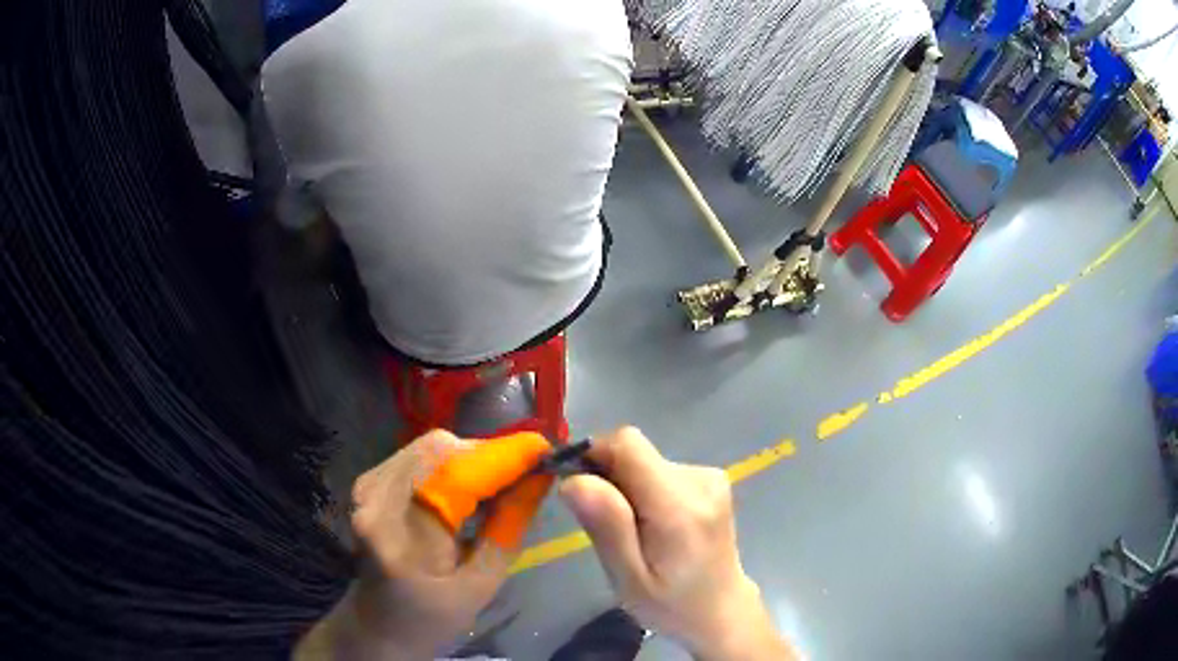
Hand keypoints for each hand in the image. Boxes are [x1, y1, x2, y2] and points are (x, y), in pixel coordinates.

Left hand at [296, 430, 552, 659]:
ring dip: (469, 457)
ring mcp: (367, 488)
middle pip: (440, 450)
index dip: (505, 456)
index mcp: (405, 538)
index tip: (546, 450)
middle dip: (488, 455)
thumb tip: (539, 478)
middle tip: (523, 473)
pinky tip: (465, 487)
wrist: (377, 624)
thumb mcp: (482, 585)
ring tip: (498, 482)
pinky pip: (415, 455)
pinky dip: (449, 463)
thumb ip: (509, 529)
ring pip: (429, 446)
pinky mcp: (367, 483)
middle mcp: (377, 501)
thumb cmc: (432, 617)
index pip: (459, 476)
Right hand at [559, 427, 796, 660]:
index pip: (627, 444)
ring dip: (627, 488)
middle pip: (634, 453)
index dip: (594, 456)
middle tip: (610, 529)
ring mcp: (710, 476)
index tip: (580, 492)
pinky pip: (660, 469)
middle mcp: (700, 479)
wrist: (721, 609)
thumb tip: (574, 479)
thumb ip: (607, 527)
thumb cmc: (670, 604)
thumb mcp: (628, 579)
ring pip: (645, 461)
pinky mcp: (711, 478)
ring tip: (635, 533)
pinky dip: (646, 490)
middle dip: (610, 481)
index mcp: (680, 505)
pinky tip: (655, 525)